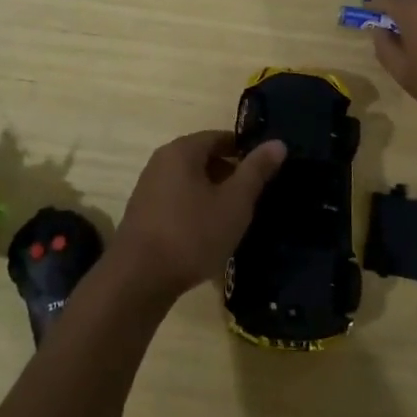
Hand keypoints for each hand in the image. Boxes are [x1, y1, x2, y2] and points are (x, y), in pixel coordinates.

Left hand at [109, 131, 287, 304]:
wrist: (138, 279)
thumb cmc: (192, 234)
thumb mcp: (234, 202)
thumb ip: (256, 171)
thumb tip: (277, 143)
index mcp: (182, 150)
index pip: (220, 137)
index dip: (245, 151)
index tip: (264, 170)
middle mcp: (161, 161)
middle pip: (203, 158)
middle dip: (229, 173)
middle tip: (253, 196)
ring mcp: (148, 188)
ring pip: (190, 181)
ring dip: (212, 193)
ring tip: (234, 216)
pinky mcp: (143, 213)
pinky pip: (177, 200)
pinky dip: (195, 208)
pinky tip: (207, 232)